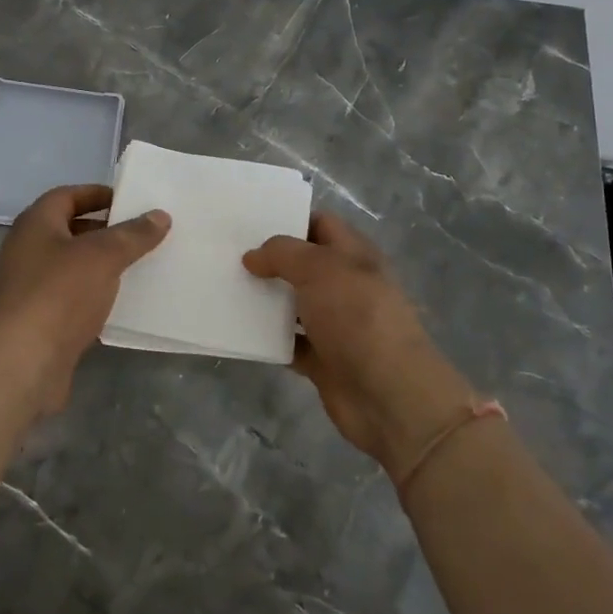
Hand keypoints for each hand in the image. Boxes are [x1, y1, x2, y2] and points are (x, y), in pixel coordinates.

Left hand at [0, 185, 169, 411]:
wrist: (23, 362)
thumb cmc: (59, 294)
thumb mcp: (103, 256)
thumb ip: (133, 235)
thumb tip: (159, 215)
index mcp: (35, 224)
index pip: (66, 196)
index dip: (97, 194)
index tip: (129, 201)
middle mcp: (26, 250)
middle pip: (68, 230)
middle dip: (103, 231)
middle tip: (140, 234)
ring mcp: (28, 287)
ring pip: (71, 266)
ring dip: (100, 265)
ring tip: (137, 266)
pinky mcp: (36, 320)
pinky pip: (70, 297)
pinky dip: (93, 295)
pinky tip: (119, 303)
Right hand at [243, 212, 471, 479]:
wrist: (388, 394)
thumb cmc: (357, 316)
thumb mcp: (319, 268)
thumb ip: (282, 254)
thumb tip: (252, 257)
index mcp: (354, 255)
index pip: (320, 224)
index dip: (288, 219)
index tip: (248, 222)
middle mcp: (345, 285)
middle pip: (301, 264)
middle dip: (268, 260)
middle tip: (226, 253)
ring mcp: (334, 324)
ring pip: (292, 303)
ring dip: (264, 299)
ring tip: (224, 286)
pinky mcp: (322, 359)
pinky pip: (287, 342)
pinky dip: (266, 338)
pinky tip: (238, 328)